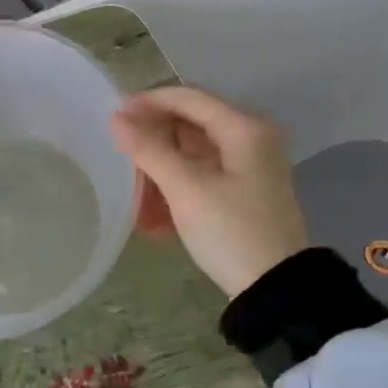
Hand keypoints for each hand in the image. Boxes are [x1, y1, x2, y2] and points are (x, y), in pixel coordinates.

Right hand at [110, 86, 309, 298]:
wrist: (275, 289)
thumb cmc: (231, 231)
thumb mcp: (186, 189)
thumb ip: (149, 150)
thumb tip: (116, 118)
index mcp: (243, 128)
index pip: (188, 97)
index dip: (148, 102)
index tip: (112, 116)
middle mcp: (249, 139)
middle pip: (188, 126)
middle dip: (151, 145)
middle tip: (119, 163)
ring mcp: (247, 168)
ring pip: (189, 156)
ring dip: (158, 175)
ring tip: (134, 202)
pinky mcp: (241, 193)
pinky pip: (198, 179)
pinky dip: (174, 192)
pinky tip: (153, 221)